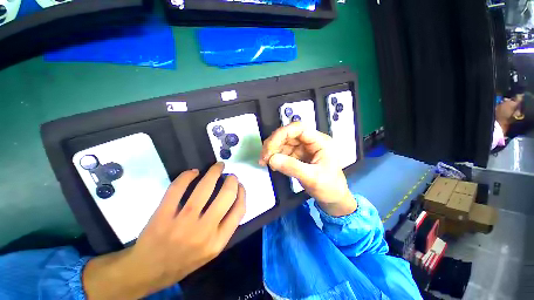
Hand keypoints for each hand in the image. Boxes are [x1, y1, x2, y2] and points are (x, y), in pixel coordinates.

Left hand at [83, 163, 245, 299]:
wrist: (148, 272)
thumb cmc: (184, 261)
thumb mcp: (211, 250)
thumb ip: (225, 226)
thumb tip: (233, 197)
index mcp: (217, 242)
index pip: (239, 210)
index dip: (242, 193)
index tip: (239, 185)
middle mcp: (203, 232)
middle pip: (226, 196)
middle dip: (231, 180)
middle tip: (230, 175)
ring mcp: (181, 223)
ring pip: (204, 188)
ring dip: (213, 172)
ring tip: (217, 166)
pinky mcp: (162, 216)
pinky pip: (177, 189)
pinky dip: (187, 176)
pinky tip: (193, 172)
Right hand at [259, 122, 355, 216]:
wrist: (333, 198)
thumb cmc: (329, 187)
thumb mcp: (312, 178)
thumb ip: (292, 167)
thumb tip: (271, 159)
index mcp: (320, 142)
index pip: (298, 129)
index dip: (282, 134)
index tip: (269, 147)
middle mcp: (311, 141)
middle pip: (288, 134)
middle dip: (273, 144)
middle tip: (264, 157)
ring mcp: (303, 148)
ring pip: (283, 142)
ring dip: (272, 151)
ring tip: (265, 162)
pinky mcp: (298, 155)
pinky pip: (283, 151)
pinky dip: (275, 157)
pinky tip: (272, 164)